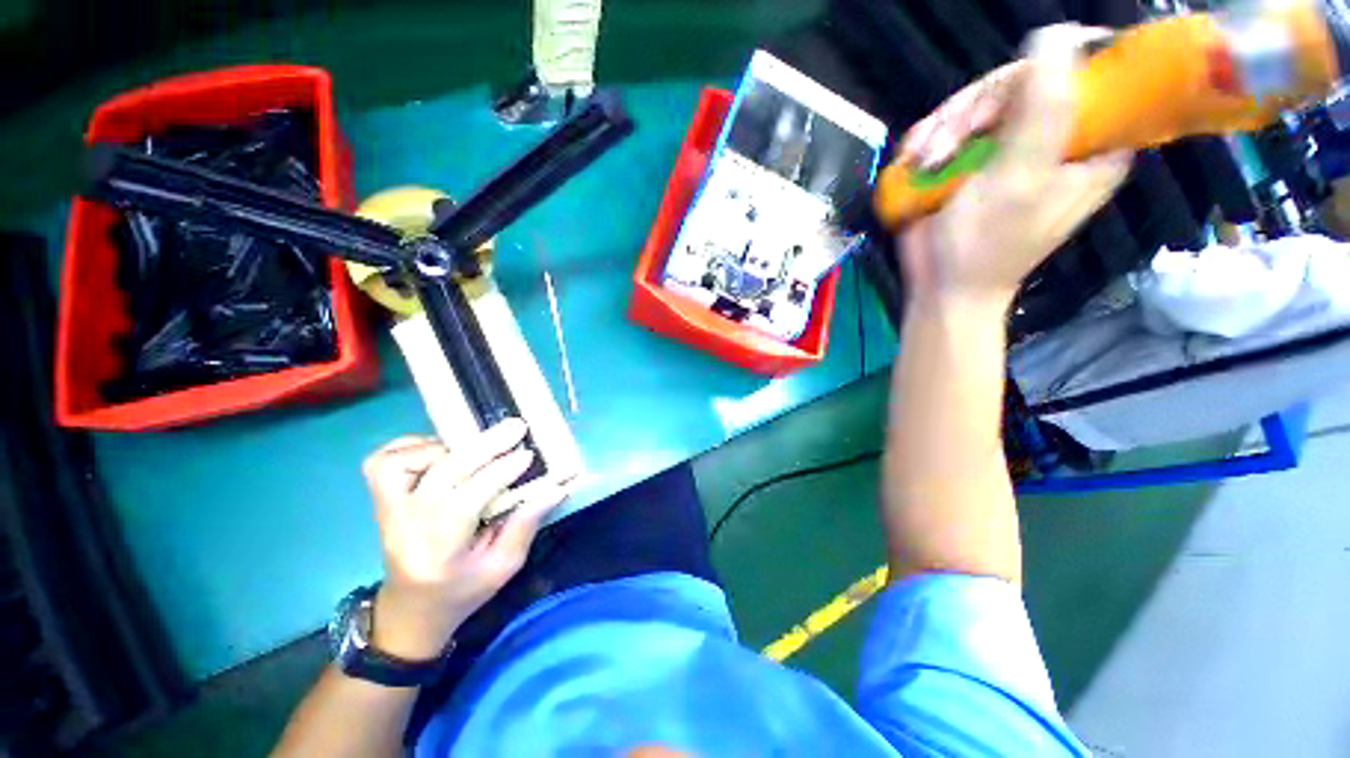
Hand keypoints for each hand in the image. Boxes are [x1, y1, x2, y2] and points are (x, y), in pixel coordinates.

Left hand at [361, 419, 566, 660]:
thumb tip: (556, 488)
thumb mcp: (503, 567)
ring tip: (475, 444)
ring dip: (444, 446)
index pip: (464, 502)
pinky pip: (384, 460)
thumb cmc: (462, 590)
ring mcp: (387, 510)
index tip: (527, 455)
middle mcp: (405, 527)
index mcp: (439, 552)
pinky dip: (413, 446)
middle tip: (517, 427)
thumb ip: (526, 525)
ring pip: (402, 462)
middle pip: (441, 474)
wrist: (410, 609)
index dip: (497, 473)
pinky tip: (442, 448)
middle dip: (483, 446)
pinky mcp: (380, 500)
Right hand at [898, 24, 1132, 310]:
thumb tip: (1057, 33)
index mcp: (1094, 144)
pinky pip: (955, 126)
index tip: (1009, 93)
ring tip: (924, 160)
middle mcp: (1057, 137)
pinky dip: (930, 139)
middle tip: (947, 143)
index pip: (1091, 73)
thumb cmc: (983, 245)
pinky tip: (916, 160)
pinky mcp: (976, 159)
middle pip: (1024, 81)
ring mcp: (1012, 147)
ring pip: (983, 102)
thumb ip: (1043, 110)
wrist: (941, 287)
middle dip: (976, 109)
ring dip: (944, 128)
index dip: (1054, 65)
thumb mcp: (1019, 180)